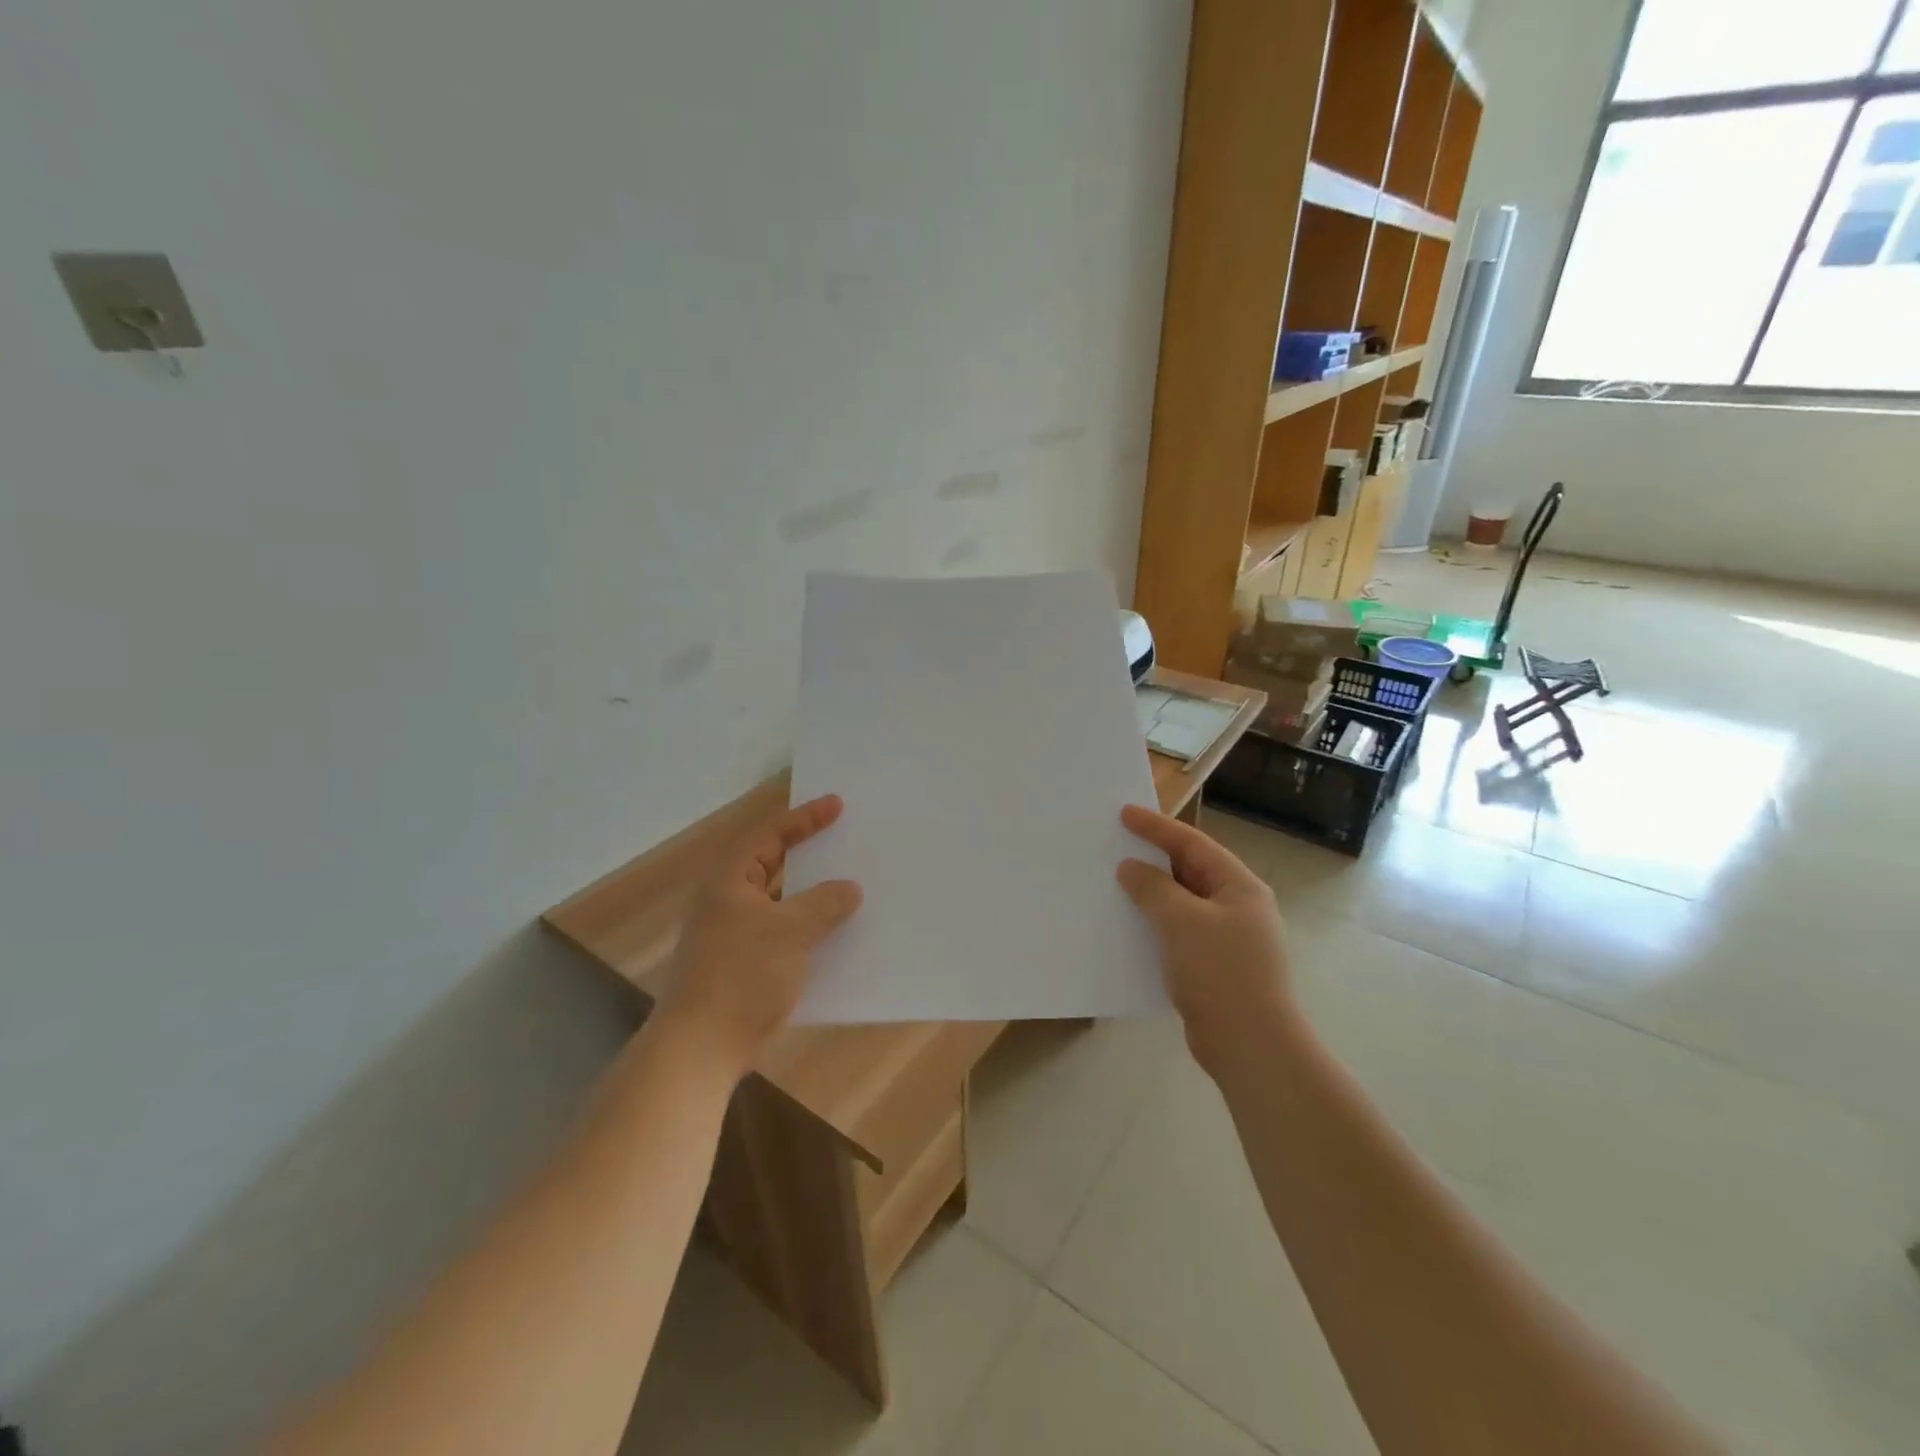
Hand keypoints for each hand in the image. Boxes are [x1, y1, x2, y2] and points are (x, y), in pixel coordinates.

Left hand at [657, 794, 862, 1080]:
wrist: (701, 1047)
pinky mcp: (741, 962)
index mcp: (729, 880)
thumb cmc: (742, 976)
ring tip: (847, 883)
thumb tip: (849, 889)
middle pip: (772, 863)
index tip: (838, 805)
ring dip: (810, 892)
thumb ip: (824, 903)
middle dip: (808, 852)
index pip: (770, 834)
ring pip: (778, 900)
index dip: (805, 818)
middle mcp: (726, 899)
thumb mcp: (790, 931)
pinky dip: (805, 925)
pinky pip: (780, 930)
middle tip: (843, 838)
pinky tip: (833, 932)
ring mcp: (731, 932)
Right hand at [1117, 805, 1299, 1077]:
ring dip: (1152, 892)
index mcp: (1239, 886)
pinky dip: (1156, 923)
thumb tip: (1131, 868)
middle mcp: (1238, 907)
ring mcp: (1229, 938)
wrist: (1251, 1047)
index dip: (1157, 827)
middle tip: (1117, 844)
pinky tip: (1131, 926)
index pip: (1193, 844)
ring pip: (1183, 902)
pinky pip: (1180, 931)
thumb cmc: (1220, 973)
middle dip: (1154, 857)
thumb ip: (1153, 888)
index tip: (1124, 813)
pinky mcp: (1215, 966)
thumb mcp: (1182, 921)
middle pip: (1190, 870)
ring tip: (1117, 882)